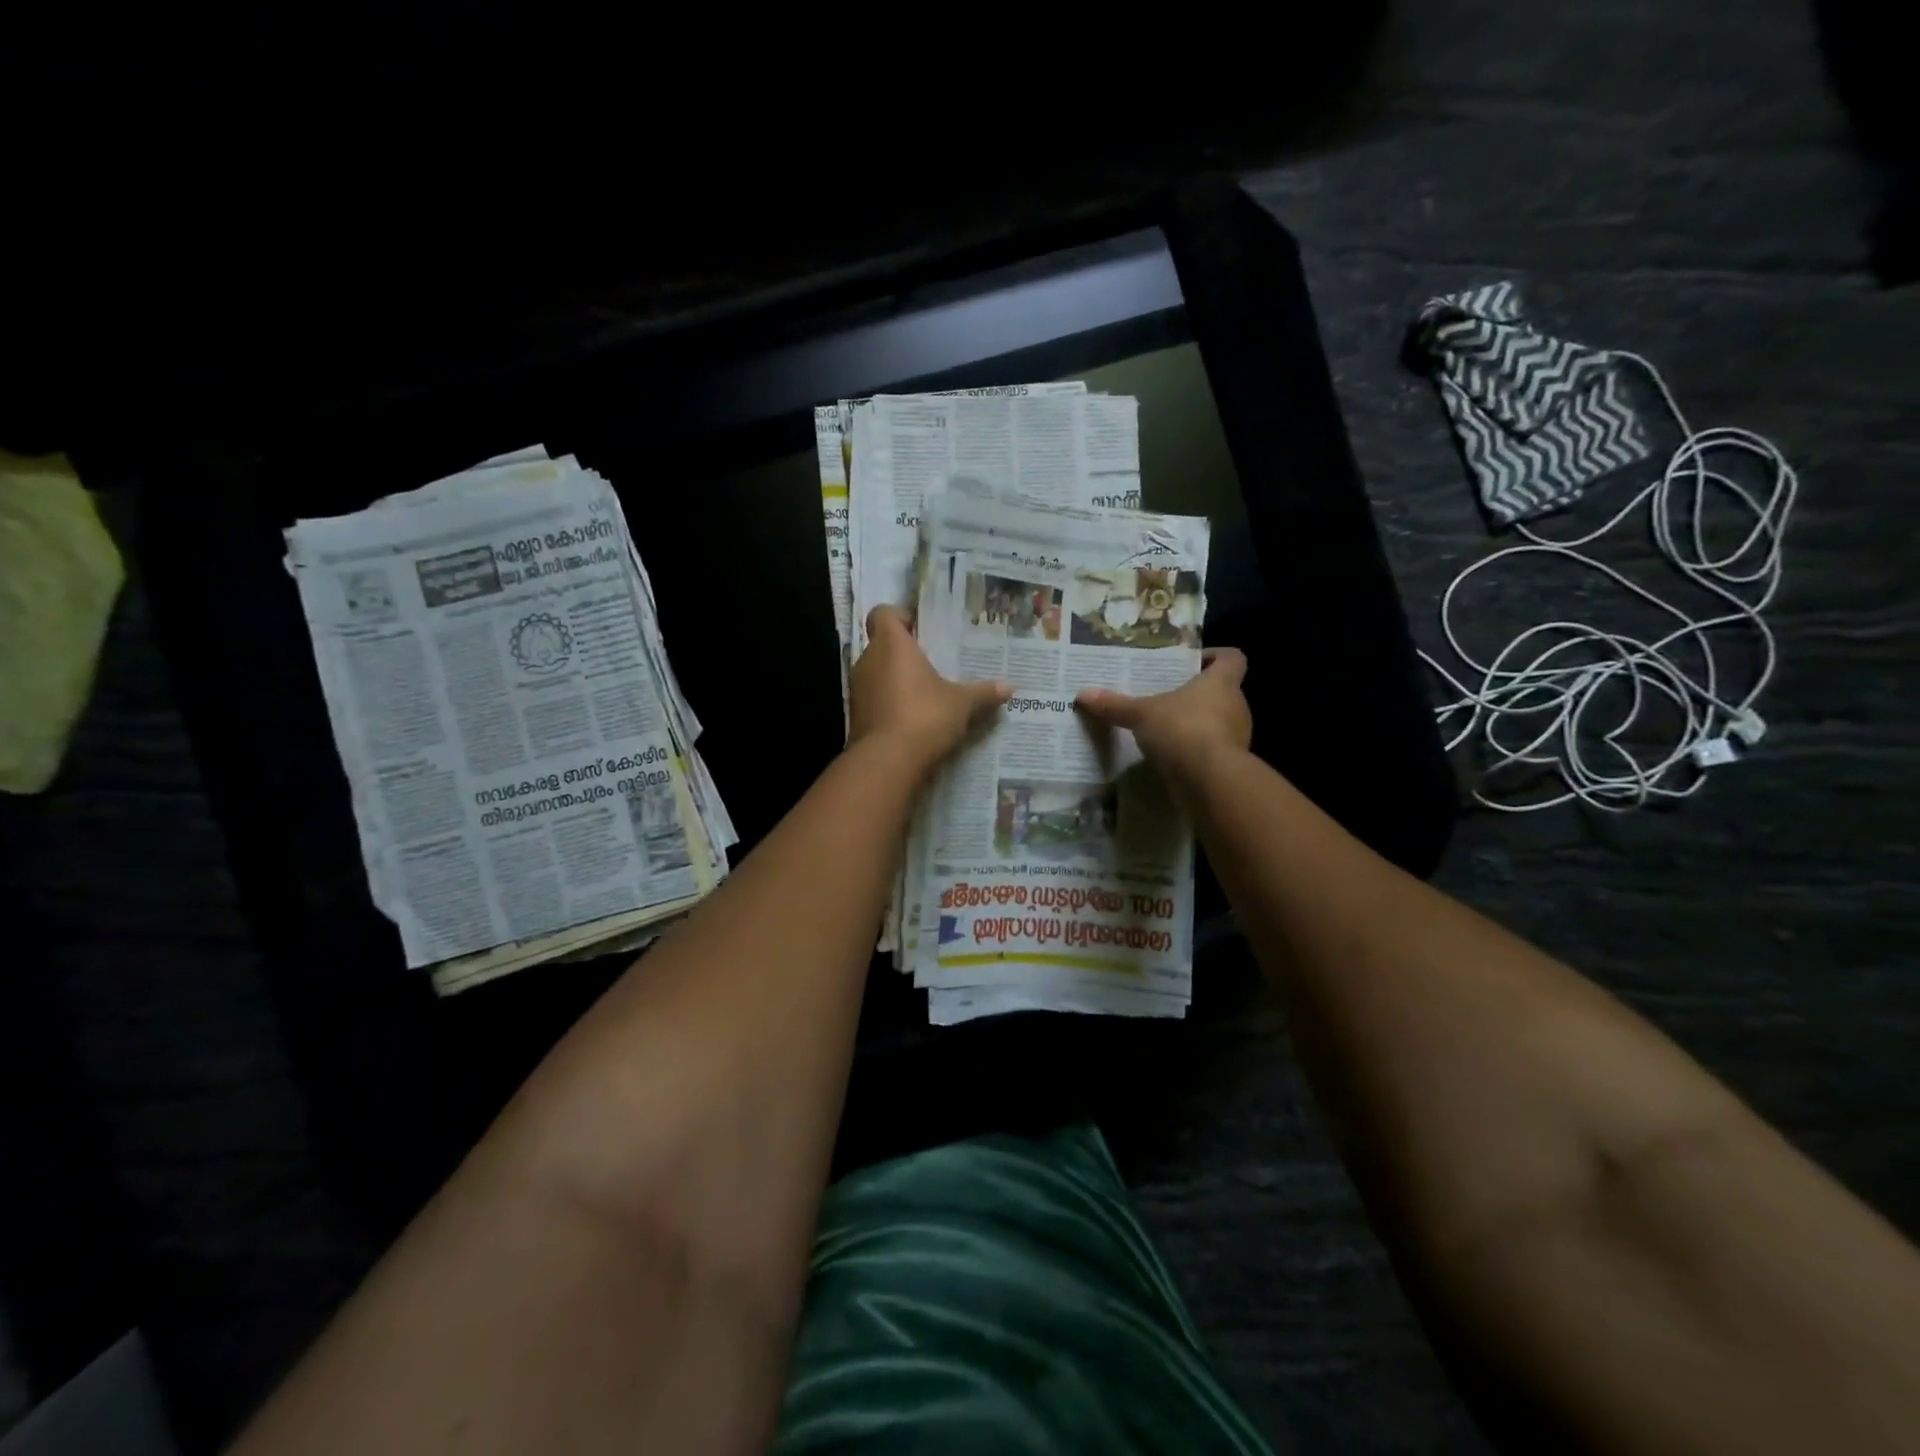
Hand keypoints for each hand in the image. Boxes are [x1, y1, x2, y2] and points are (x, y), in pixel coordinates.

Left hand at [848, 606, 1010, 769]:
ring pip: (877, 674)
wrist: (887, 762)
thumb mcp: (962, 704)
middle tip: (931, 664)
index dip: (900, 618)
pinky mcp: (856, 716)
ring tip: (925, 694)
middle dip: (904, 653)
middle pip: (882, 645)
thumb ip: (983, 693)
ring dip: (896, 681)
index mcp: (891, 644)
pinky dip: (889, 705)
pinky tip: (912, 720)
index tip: (921, 631)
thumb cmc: (924, 717)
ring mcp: (858, 690)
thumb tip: (1008, 687)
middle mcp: (868, 661)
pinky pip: (874, 700)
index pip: (883, 613)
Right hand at [1076, 647, 1251, 785]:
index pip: (1232, 658)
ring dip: (1198, 724)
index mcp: (1221, 682)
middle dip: (1198, 694)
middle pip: (1223, 691)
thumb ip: (1115, 705)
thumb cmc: (1182, 730)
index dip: (1215, 656)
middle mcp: (1236, 705)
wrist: (1209, 781)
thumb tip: (1083, 694)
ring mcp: (1238, 737)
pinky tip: (1172, 757)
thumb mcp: (1141, 714)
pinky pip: (1213, 750)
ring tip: (1166, 728)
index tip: (1193, 662)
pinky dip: (1196, 751)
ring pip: (1219, 722)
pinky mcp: (1231, 764)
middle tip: (1168, 697)